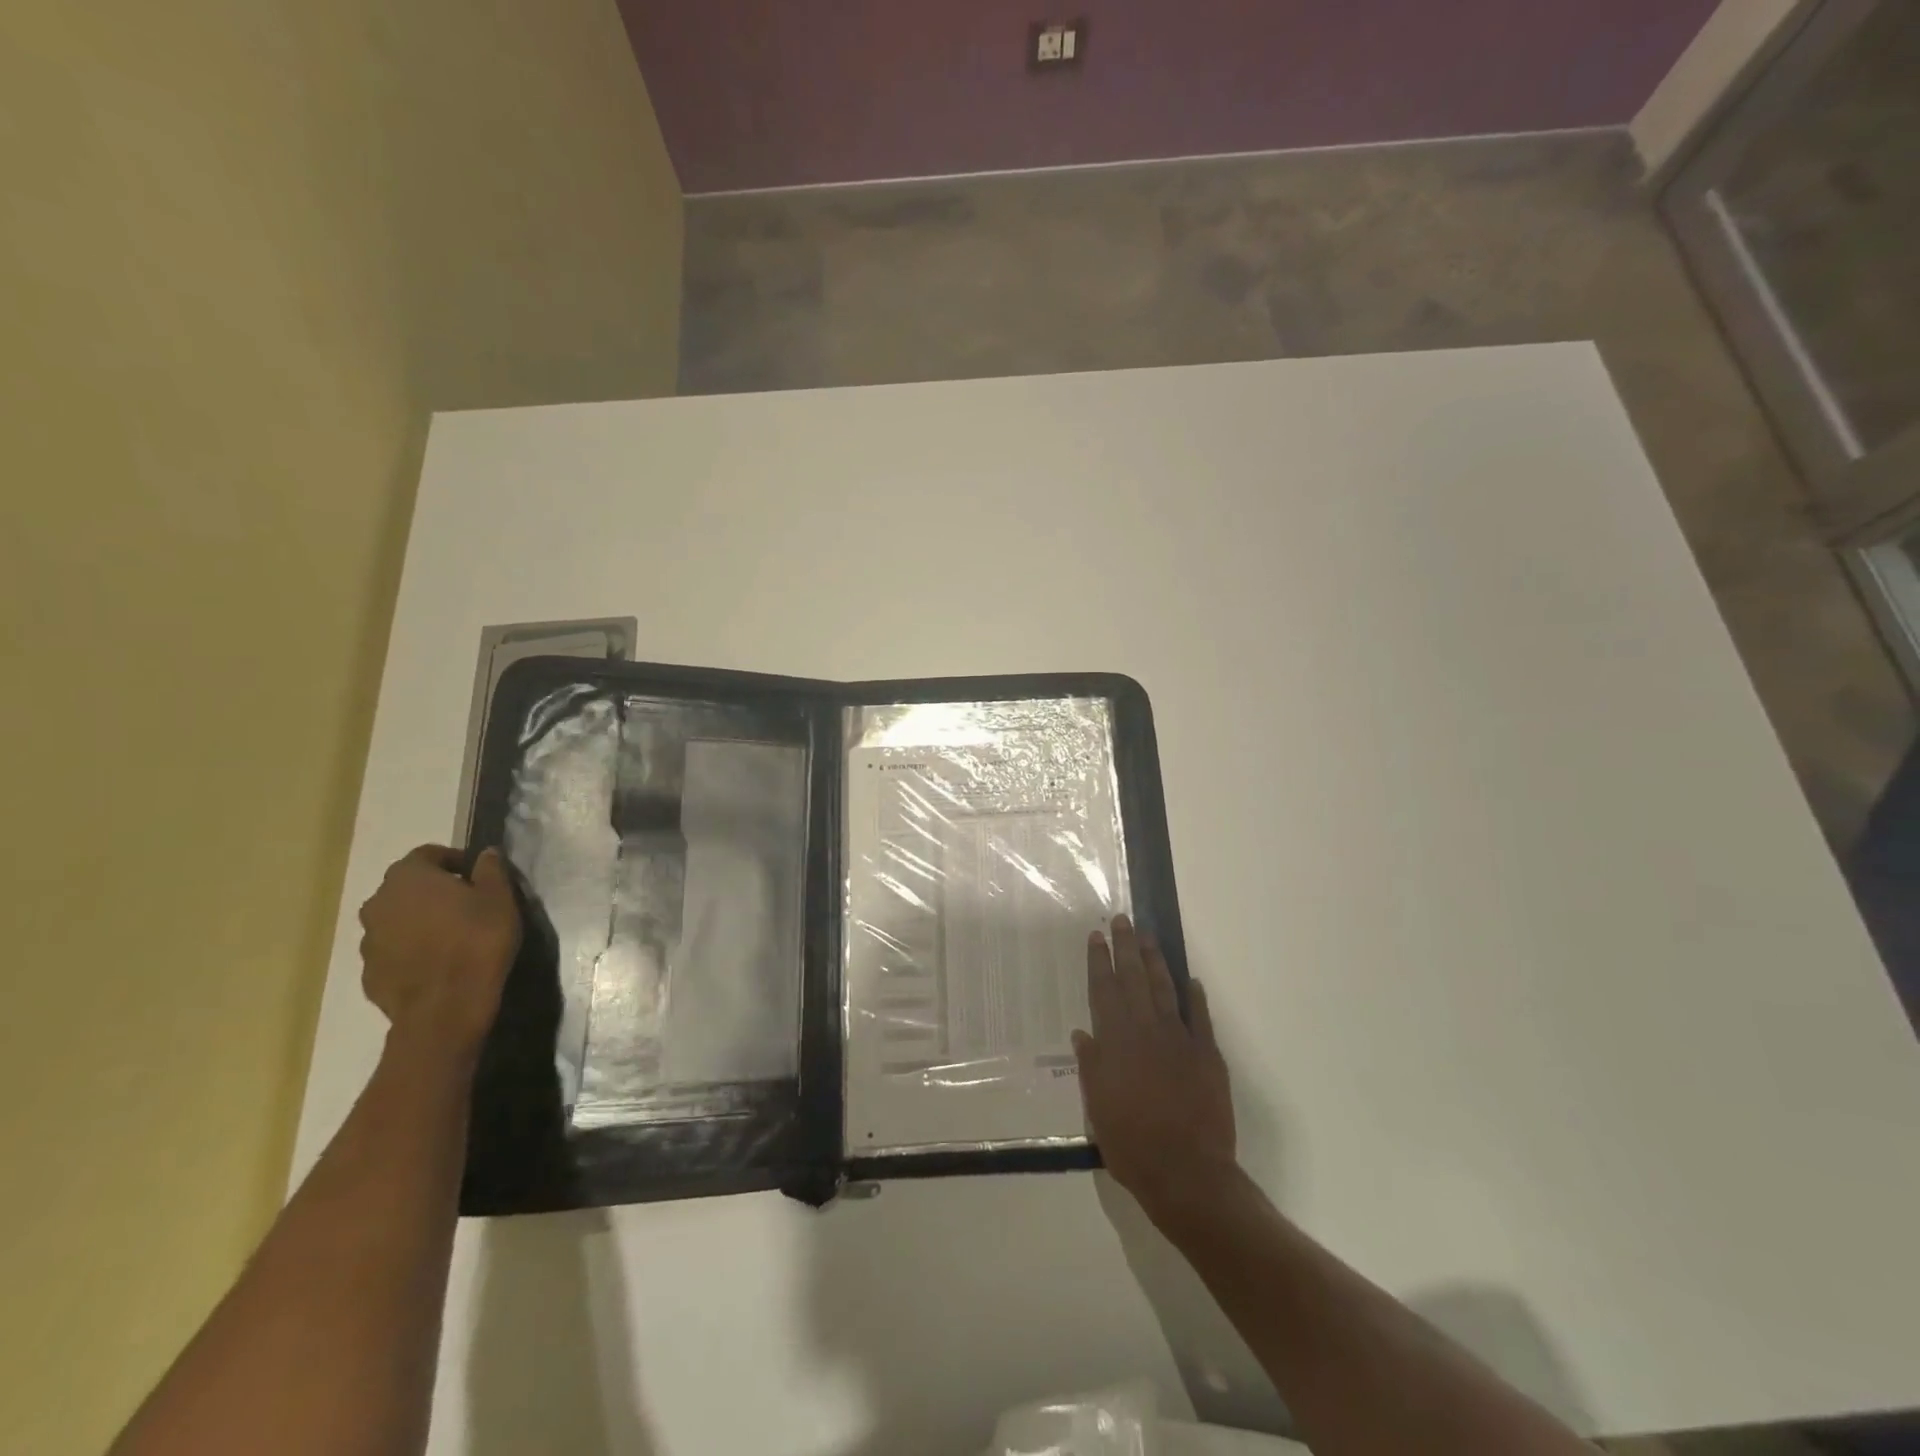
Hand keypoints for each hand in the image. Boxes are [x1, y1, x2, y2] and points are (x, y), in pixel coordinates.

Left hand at [357, 845, 521, 1057]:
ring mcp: (368, 940)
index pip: (428, 854)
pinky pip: (393, 950)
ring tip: (452, 936)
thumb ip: (491, 870)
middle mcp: (378, 902)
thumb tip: (486, 853)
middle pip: (407, 886)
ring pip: (397, 919)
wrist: (445, 1007)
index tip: (477, 875)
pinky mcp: (369, 972)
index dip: (454, 860)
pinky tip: (437, 962)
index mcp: (408, 877)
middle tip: (466, 904)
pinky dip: (411, 949)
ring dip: (420, 921)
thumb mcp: (499, 898)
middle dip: (434, 890)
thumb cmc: (477, 941)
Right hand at [1074, 915, 1235, 1220]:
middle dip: (1126, 947)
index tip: (1096, 937)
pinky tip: (1191, 981)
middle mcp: (1147, 1031)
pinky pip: (1200, 1018)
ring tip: (1148, 937)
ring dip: (1155, 961)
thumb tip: (1083, 1033)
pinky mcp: (1208, 1055)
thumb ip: (1092, 1067)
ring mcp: (1181, 1040)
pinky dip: (1195, 997)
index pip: (1104, 991)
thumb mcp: (1098, 1109)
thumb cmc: (1133, 1145)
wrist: (1188, 1173)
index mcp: (1117, 1043)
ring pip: (1165, 989)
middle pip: (1134, 979)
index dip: (1099, 962)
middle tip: (1122, 920)